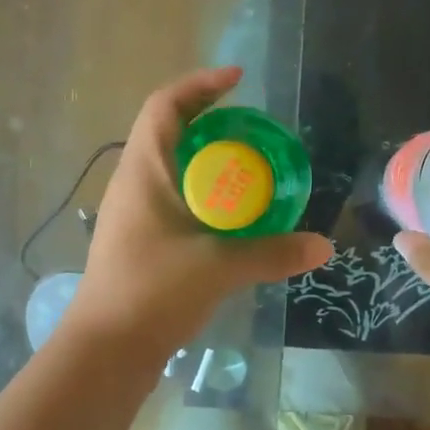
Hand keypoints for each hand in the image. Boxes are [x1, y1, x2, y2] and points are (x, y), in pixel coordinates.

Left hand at [64, 67, 332, 357]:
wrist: (105, 349)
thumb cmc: (152, 291)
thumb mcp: (218, 267)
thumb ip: (272, 253)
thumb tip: (324, 246)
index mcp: (144, 171)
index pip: (165, 106)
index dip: (199, 84)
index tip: (238, 79)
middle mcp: (134, 183)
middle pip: (170, 132)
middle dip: (211, 122)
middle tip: (255, 130)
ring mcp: (133, 213)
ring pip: (172, 168)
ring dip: (208, 161)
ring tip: (251, 170)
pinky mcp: (139, 240)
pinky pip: (174, 199)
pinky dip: (204, 195)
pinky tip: (232, 217)